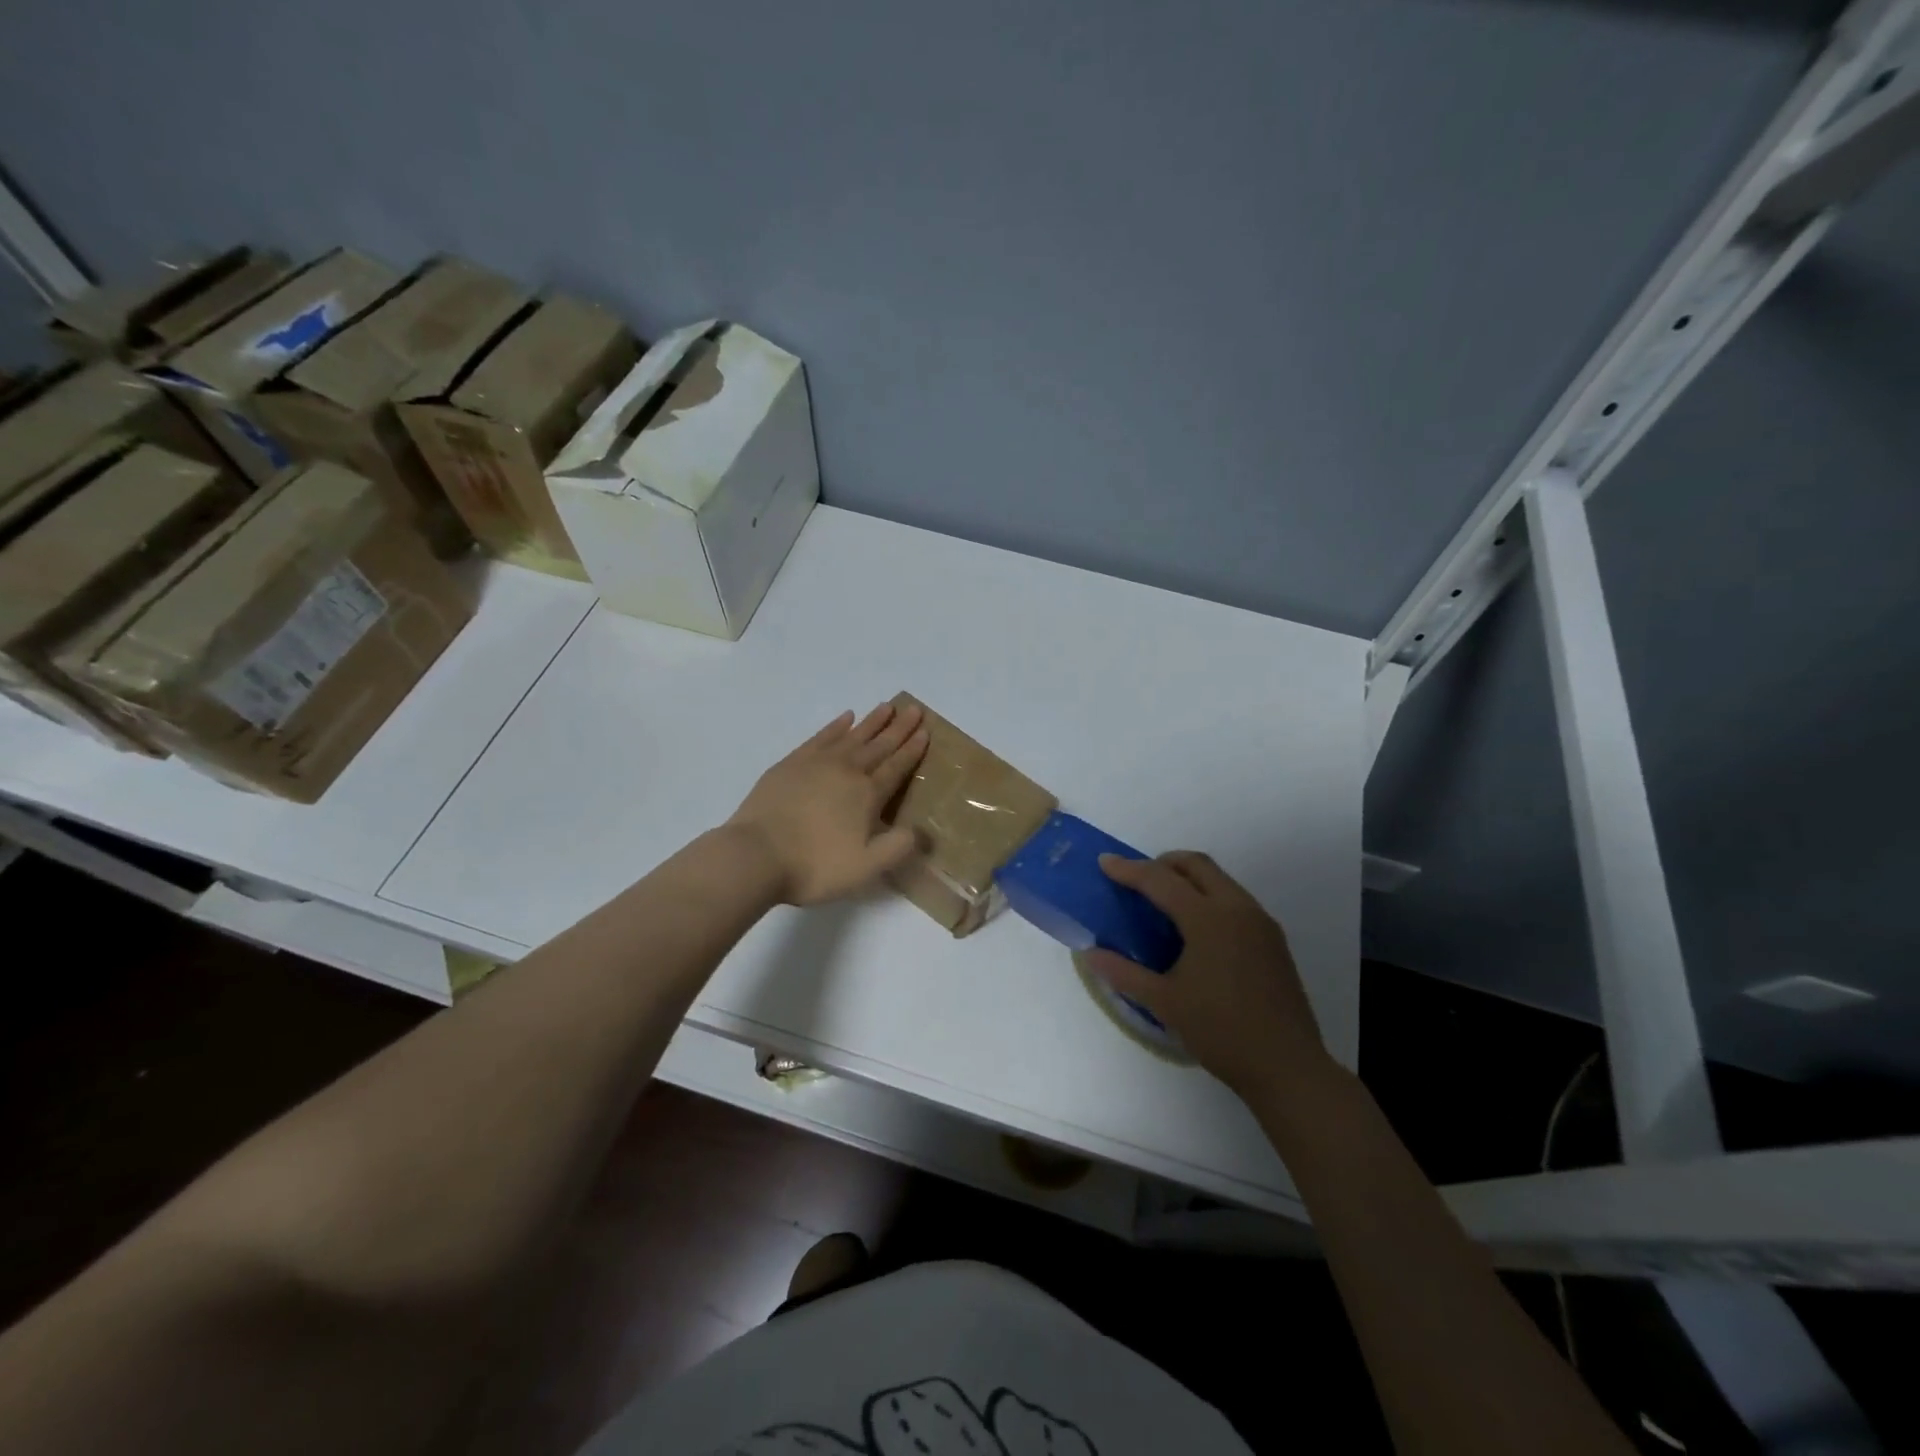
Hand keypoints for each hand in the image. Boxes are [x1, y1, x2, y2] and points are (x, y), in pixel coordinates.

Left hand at [727, 702, 929, 905]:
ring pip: (852, 736)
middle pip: (878, 745)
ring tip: (886, 707)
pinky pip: (821, 737)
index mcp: (867, 794)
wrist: (756, 855)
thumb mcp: (866, 868)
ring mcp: (816, 764)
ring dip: (871, 722)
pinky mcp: (791, 764)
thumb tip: (921, 831)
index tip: (925, 731)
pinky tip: (845, 718)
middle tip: (913, 709)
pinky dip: (835, 726)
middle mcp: (846, 771)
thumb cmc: (814, 865)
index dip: (912, 750)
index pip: (896, 767)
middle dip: (898, 728)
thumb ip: (897, 848)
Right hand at [1085, 852, 1335, 1096]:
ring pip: (1219, 880)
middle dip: (1163, 863)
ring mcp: (1260, 922)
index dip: (1128, 869)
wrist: (1287, 1067)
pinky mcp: (1273, 939)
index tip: (1104, 862)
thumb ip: (1124, 973)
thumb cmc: (1220, 1031)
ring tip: (1163, 904)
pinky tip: (1196, 931)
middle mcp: (1237, 908)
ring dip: (1188, 879)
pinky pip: (1235, 900)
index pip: (1160, 880)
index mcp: (1208, 918)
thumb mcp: (1164, 1002)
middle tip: (1137, 879)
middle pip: (1196, 865)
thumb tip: (1090, 955)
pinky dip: (1209, 898)